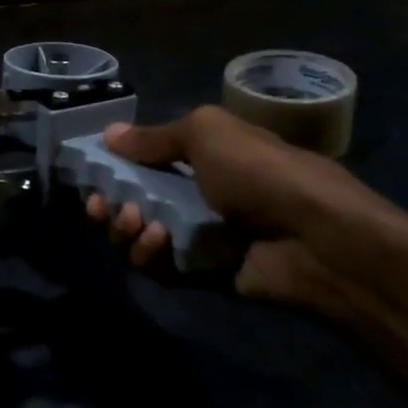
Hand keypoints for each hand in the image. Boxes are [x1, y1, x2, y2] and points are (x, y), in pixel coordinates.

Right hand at [85, 105, 407, 317]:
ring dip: (126, 229)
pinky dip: (149, 256)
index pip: (146, 160)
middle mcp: (197, 194)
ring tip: (135, 222)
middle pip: (135, 200)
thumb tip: (109, 133)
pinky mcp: (202, 274)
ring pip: (141, 236)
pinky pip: (161, 268)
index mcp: (203, 156)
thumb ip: (154, 138)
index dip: (115, 165)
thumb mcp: (207, 134)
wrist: (317, 239)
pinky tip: (155, 243)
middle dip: (110, 202)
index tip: (90, 171)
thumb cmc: (260, 172)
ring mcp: (200, 236)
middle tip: (100, 204)